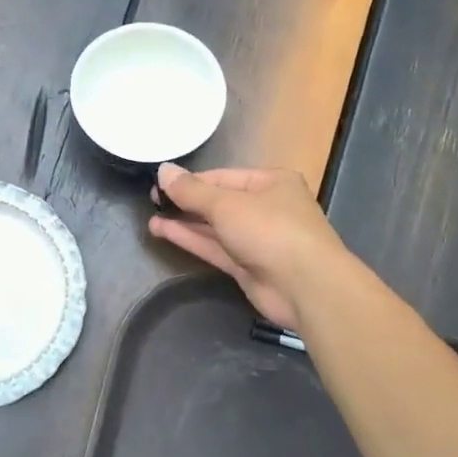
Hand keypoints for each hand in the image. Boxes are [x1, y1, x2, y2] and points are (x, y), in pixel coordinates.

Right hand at [147, 165, 345, 329]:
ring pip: (216, 227)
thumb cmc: (270, 230)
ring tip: (151, 218)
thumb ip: (191, 191)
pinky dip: (192, 240)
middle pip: (219, 201)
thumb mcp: (226, 204)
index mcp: (271, 182)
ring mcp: (259, 239)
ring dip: (185, 223)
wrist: (306, 287)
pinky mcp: (249, 267)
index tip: (158, 185)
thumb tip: (163, 170)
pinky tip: (164, 232)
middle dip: (187, 202)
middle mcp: (267, 207)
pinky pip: (216, 248)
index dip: (190, 181)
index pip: (222, 176)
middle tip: (152, 202)